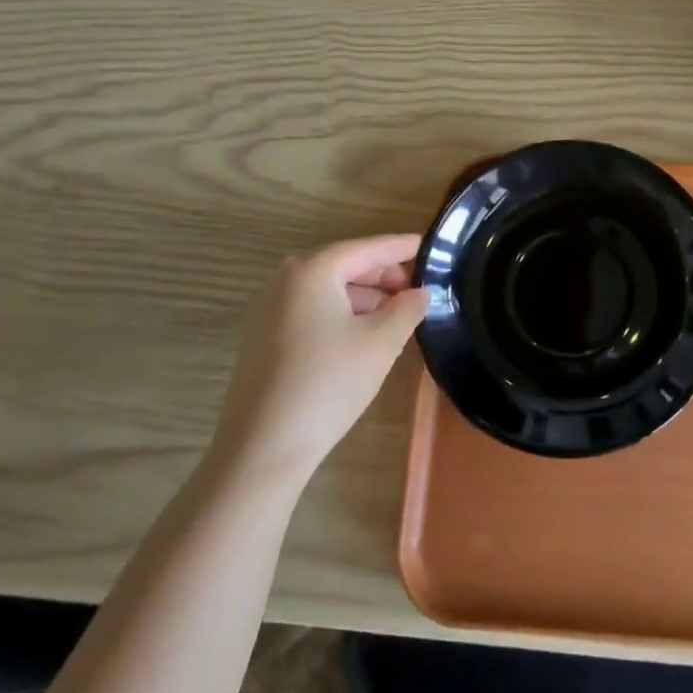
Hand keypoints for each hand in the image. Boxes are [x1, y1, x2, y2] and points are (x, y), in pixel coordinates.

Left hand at [214, 234, 428, 488]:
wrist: (263, 447)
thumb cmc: (328, 383)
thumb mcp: (381, 343)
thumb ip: (407, 309)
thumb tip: (421, 292)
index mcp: (312, 270)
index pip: (366, 248)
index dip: (401, 247)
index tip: (430, 245)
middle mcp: (284, 280)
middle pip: (343, 265)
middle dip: (382, 274)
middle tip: (417, 287)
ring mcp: (267, 309)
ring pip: (326, 290)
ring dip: (363, 296)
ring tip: (396, 314)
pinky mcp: (261, 338)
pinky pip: (310, 310)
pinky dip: (340, 313)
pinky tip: (363, 334)